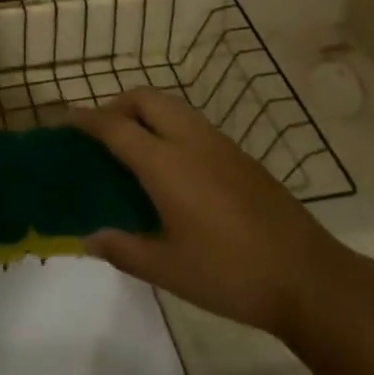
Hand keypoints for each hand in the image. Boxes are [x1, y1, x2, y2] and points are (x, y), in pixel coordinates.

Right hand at [70, 90, 344, 338]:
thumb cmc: (230, 274)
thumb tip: (89, 238)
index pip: (116, 127)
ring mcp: (219, 143)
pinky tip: (171, 164)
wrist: (307, 276)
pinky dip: (169, 125)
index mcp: (166, 164)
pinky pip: (192, 122)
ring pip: (172, 105)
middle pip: (145, 98)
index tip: (65, 119)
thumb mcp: (169, 270)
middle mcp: (190, 140)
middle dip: (117, 104)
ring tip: (133, 145)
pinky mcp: (239, 154)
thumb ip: (124, 249)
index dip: (87, 119)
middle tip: (102, 132)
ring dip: (145, 111)